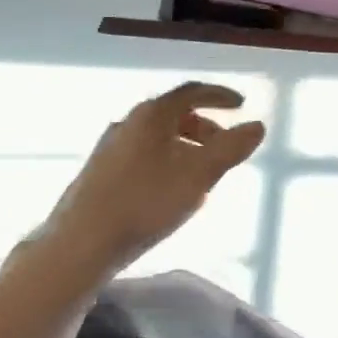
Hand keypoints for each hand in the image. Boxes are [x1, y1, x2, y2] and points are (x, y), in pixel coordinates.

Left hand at [40, 83, 265, 276]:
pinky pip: (142, 154)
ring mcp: (109, 148)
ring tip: (201, 173)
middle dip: (205, 127)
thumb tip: (257, 125)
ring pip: (157, 137)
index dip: (220, 96)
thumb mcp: (199, 174)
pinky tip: (170, 190)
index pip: (192, 92)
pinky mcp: (98, 173)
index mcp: (152, 115)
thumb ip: (231, 148)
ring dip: (185, 146)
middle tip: (224, 147)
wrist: (79, 245)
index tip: (241, 105)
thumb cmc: (145, 202)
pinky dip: (166, 160)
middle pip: (174, 114)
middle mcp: (128, 122)